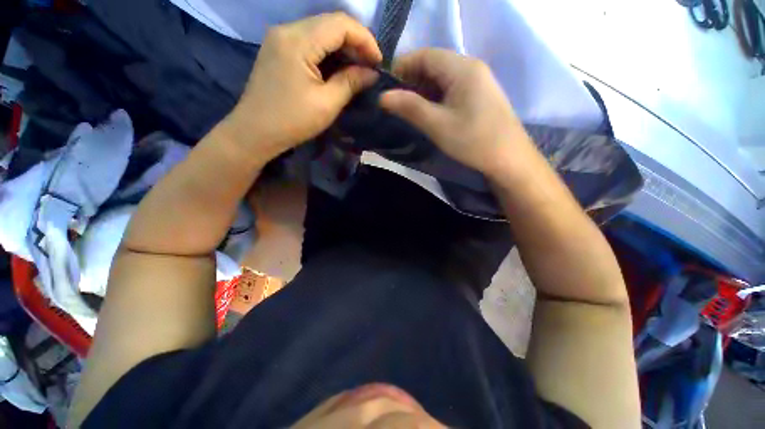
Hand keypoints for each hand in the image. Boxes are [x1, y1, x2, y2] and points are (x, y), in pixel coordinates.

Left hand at [224, 13, 381, 161]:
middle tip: (370, 68)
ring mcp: (280, 38)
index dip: (365, 39)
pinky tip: (338, 69)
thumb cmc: (292, 121)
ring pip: (320, 32)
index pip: (340, 23)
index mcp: (298, 40)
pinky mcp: (278, 49)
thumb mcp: (327, 104)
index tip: (378, 63)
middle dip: (355, 43)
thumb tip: (372, 73)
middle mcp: (287, 30)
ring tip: (358, 69)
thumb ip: (351, 83)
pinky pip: (309, 42)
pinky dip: (328, 53)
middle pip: (330, 23)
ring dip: (343, 48)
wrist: (255, 132)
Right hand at [380, 49, 529, 175]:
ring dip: (423, 91)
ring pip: (442, 78)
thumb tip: (382, 97)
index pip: (425, 55)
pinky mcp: (479, 95)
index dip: (402, 68)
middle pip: (433, 65)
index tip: (386, 89)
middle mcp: (471, 67)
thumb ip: (409, 107)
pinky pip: (451, 88)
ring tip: (409, 110)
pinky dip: (436, 97)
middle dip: (411, 81)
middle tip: (396, 103)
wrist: (509, 159)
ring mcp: (477, 81)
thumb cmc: (473, 141)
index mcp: (462, 68)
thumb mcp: (437, 125)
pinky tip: (429, 112)